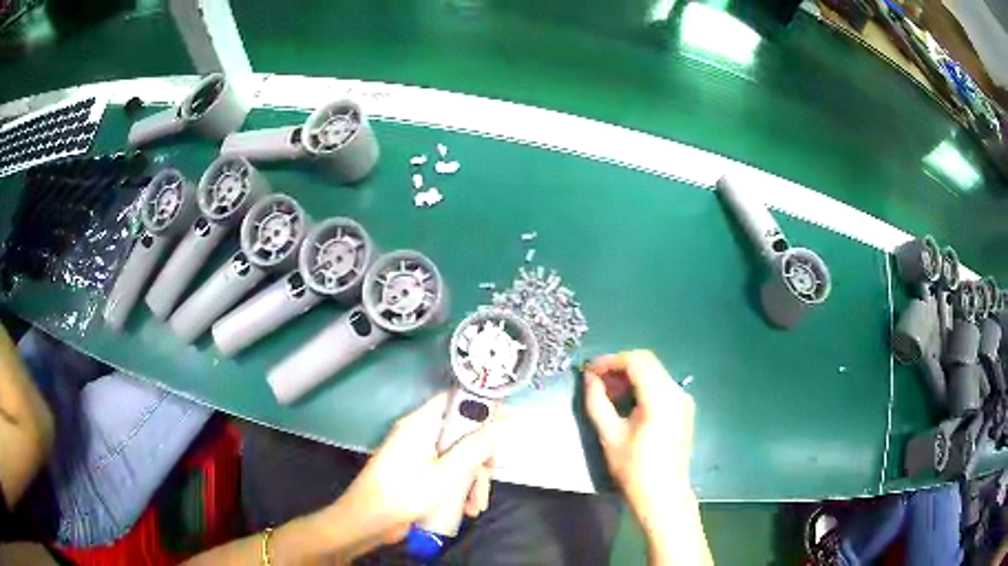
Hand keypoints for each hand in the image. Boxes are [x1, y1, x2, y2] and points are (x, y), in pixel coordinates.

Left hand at [324, 392, 495, 552]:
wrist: (367, 523)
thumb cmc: (402, 494)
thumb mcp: (444, 474)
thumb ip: (474, 449)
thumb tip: (500, 424)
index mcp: (420, 424)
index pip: (455, 400)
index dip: (482, 406)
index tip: (506, 422)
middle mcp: (420, 435)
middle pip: (461, 433)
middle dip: (481, 455)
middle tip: (495, 472)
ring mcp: (419, 456)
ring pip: (458, 456)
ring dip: (472, 479)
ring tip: (478, 505)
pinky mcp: (419, 474)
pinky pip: (447, 473)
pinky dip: (460, 488)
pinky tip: (467, 509)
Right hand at [584, 350, 696, 540]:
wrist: (663, 495)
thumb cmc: (634, 469)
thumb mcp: (609, 435)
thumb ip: (597, 402)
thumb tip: (590, 378)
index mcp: (661, 398)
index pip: (636, 361)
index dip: (610, 361)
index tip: (590, 372)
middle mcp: (677, 393)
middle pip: (647, 363)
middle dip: (619, 367)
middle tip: (596, 382)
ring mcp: (684, 401)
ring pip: (655, 373)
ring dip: (630, 377)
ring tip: (609, 394)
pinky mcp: (684, 410)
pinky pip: (662, 386)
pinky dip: (643, 387)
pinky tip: (627, 403)